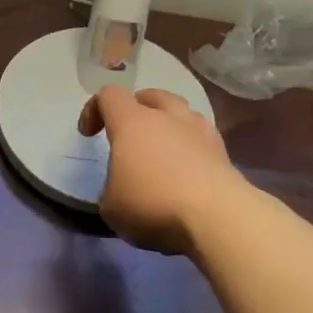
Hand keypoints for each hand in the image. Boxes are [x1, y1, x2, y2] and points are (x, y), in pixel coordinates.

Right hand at [78, 87, 242, 254]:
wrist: (217, 216)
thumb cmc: (153, 204)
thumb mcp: (111, 207)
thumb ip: (112, 189)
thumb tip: (123, 189)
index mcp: (132, 122)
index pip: (108, 95)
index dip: (94, 109)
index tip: (89, 134)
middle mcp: (167, 117)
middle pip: (150, 95)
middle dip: (137, 109)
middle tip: (129, 134)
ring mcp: (200, 130)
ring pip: (181, 112)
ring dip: (168, 124)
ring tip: (162, 149)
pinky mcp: (223, 151)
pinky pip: (201, 137)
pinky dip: (191, 146)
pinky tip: (188, 169)